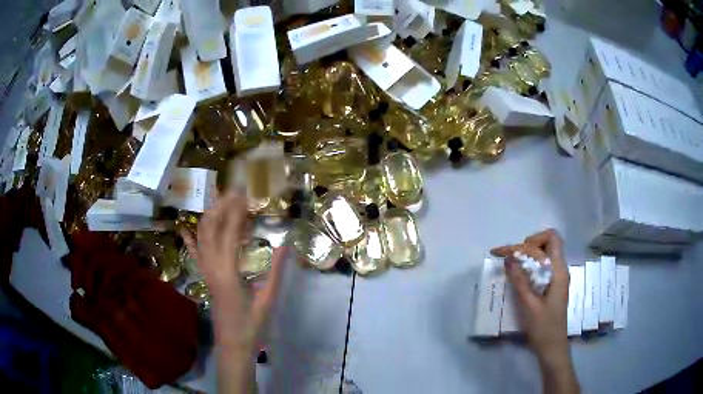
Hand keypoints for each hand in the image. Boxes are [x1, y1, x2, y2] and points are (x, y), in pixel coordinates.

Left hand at [180, 192, 287, 352]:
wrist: (233, 345)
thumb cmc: (253, 326)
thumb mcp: (267, 299)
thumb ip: (276, 271)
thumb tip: (285, 244)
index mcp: (228, 272)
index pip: (229, 232)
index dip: (236, 210)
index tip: (244, 193)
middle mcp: (212, 267)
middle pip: (211, 229)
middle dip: (221, 206)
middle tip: (233, 189)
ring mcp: (206, 272)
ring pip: (201, 238)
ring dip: (208, 216)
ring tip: (217, 199)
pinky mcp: (205, 278)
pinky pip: (194, 255)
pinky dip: (190, 240)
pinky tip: (185, 228)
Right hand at [491, 229, 569, 362]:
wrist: (552, 346)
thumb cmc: (543, 327)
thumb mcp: (529, 305)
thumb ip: (519, 280)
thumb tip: (508, 258)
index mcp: (559, 271)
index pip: (549, 239)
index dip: (528, 241)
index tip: (506, 253)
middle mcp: (561, 268)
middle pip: (548, 241)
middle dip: (527, 244)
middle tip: (510, 258)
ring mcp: (558, 276)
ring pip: (546, 252)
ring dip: (529, 253)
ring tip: (512, 264)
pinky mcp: (553, 284)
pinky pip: (543, 265)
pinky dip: (531, 264)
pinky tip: (520, 275)